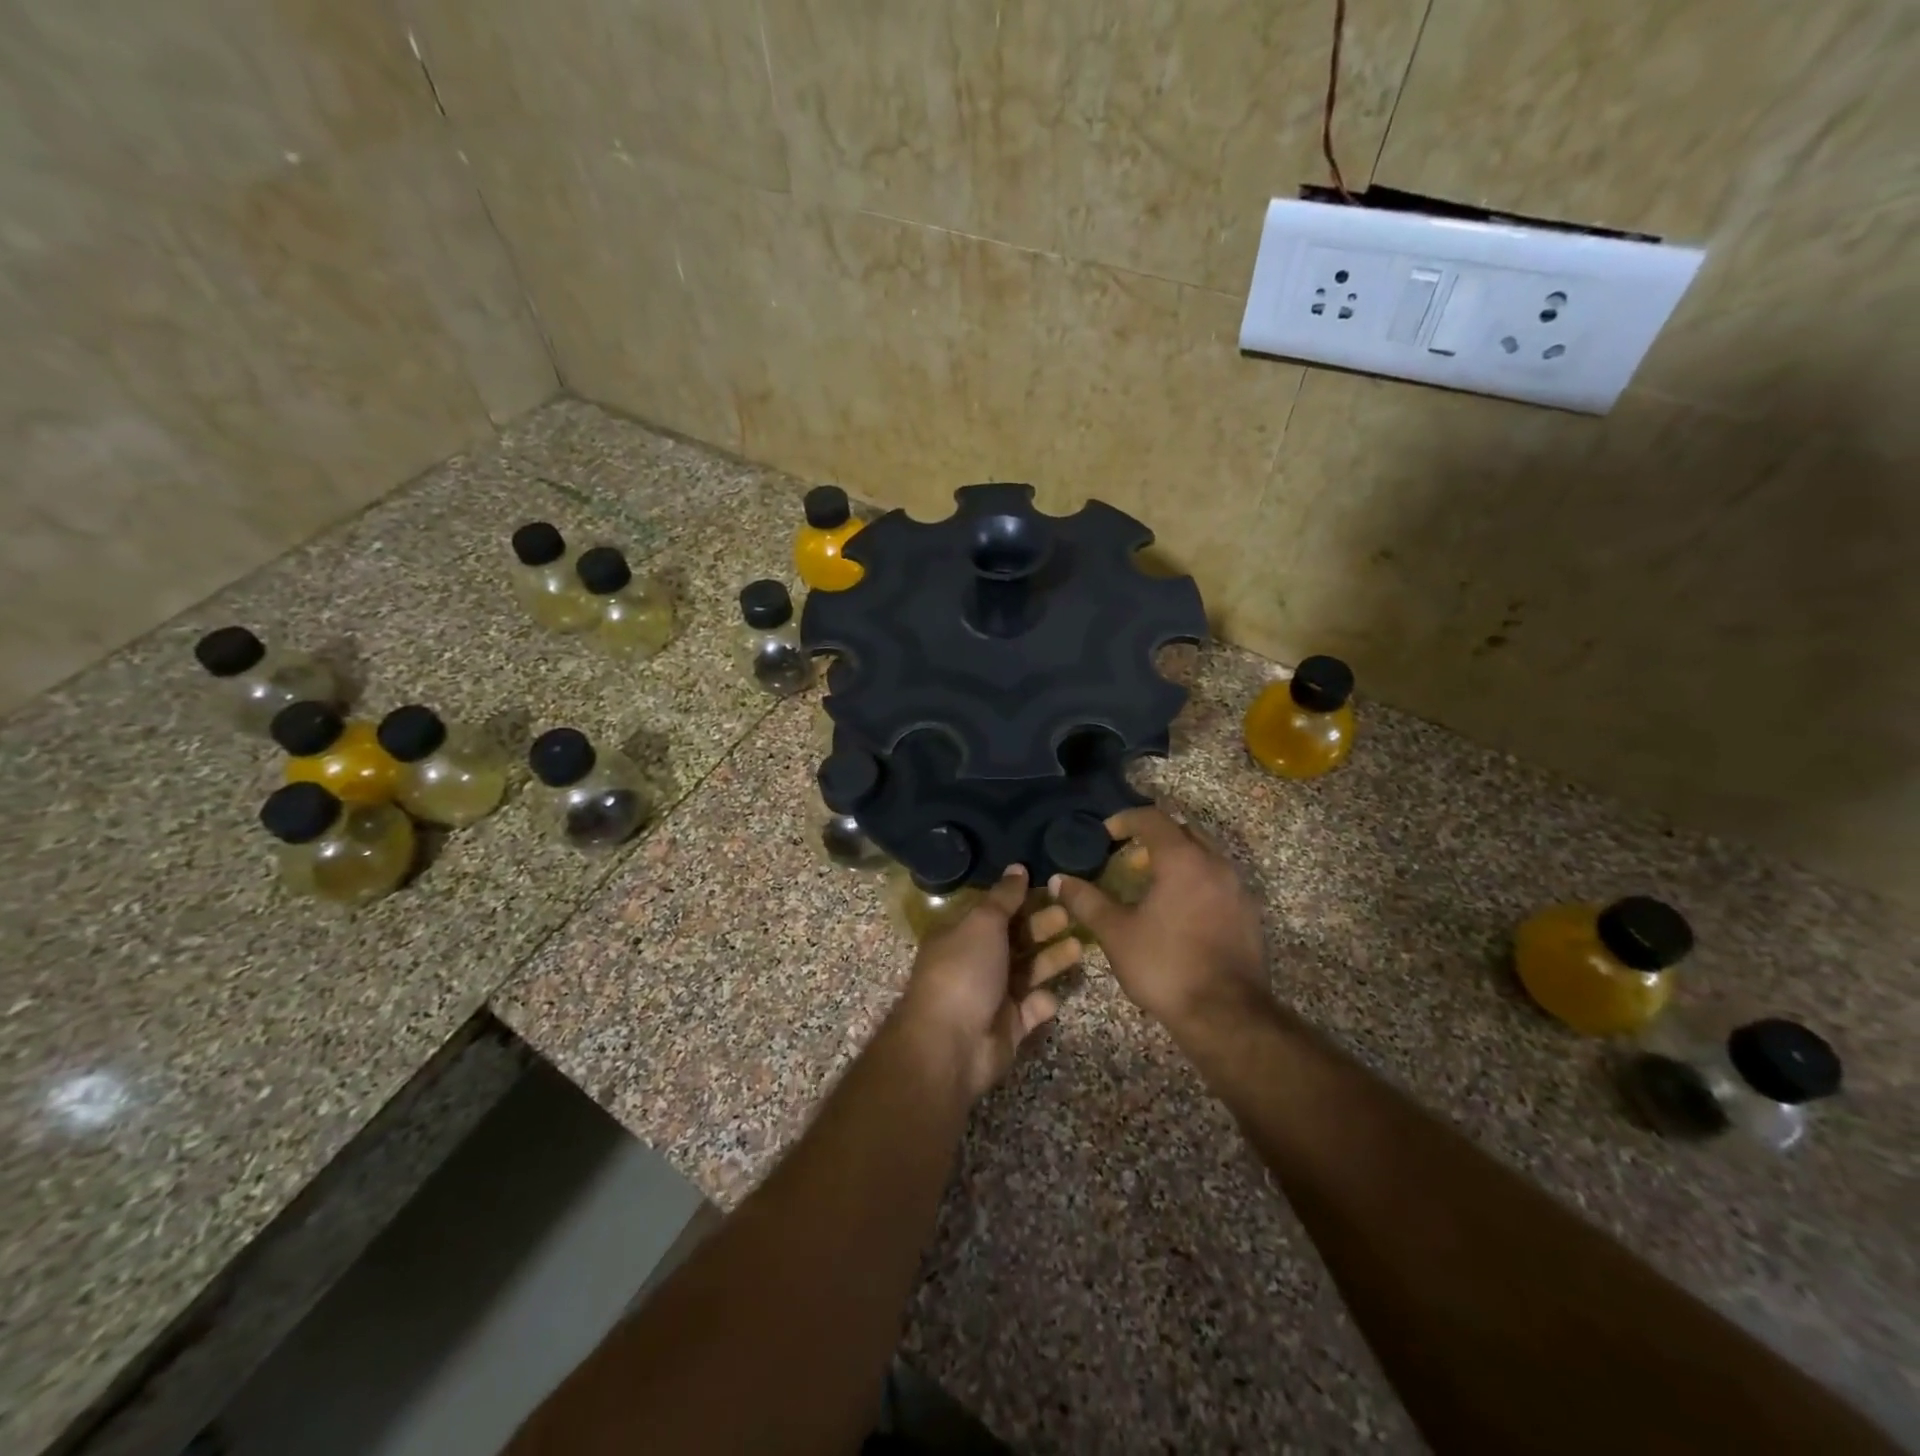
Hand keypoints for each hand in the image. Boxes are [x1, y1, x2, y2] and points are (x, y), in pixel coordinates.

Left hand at [893, 866, 1082, 1099]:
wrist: (950, 1044)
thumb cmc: (964, 972)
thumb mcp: (983, 923)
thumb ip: (1004, 897)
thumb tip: (1017, 867)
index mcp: (962, 935)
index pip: (996, 912)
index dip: (1021, 899)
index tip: (1051, 887)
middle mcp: (976, 963)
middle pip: (1016, 940)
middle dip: (1042, 927)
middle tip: (1071, 914)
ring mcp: (992, 996)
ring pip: (1028, 972)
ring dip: (1051, 959)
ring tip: (1080, 946)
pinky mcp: (1009, 1027)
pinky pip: (1032, 1009)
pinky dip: (1042, 1002)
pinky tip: (1052, 995)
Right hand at [1041, 806, 1269, 1031]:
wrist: (1226, 1016)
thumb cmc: (1165, 966)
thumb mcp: (1116, 933)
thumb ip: (1087, 901)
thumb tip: (1059, 881)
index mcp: (1183, 860)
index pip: (1153, 818)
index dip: (1125, 819)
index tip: (1106, 833)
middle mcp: (1216, 864)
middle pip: (1184, 830)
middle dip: (1155, 835)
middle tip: (1130, 854)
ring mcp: (1238, 889)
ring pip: (1206, 855)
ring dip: (1179, 858)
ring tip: (1153, 881)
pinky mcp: (1249, 915)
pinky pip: (1219, 881)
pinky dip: (1197, 881)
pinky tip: (1180, 909)